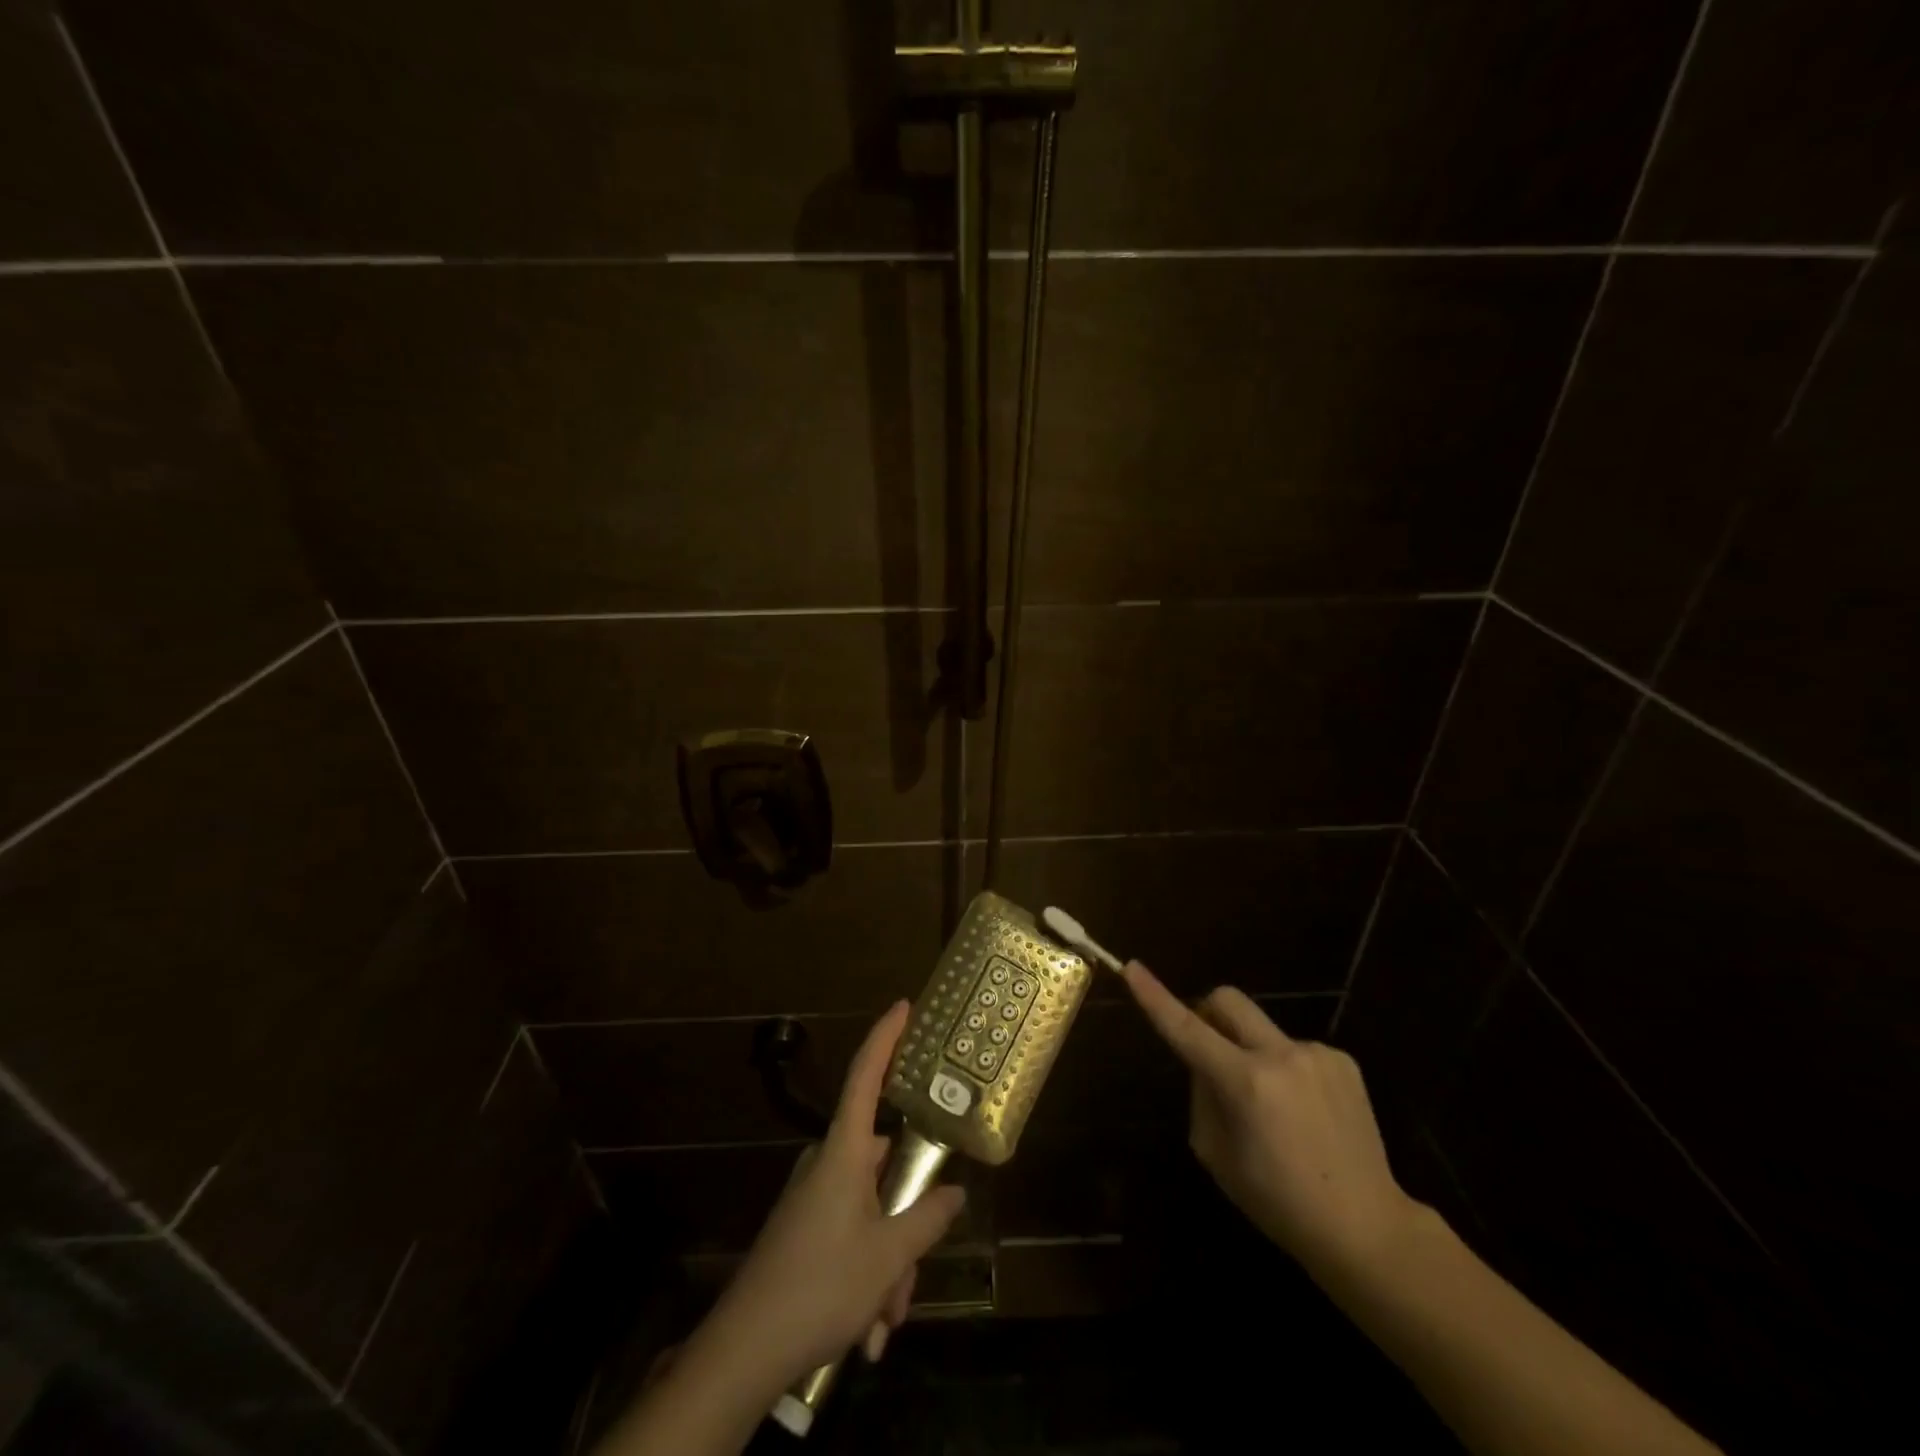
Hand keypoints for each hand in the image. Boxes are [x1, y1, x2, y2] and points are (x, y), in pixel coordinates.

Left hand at [707, 1001, 965, 1383]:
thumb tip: (955, 1193)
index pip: (866, 1075)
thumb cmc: (821, 1284)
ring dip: (888, 1262)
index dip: (885, 1037)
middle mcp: (828, 1162)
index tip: (903, 1006)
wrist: (745, 1350)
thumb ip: (927, 1219)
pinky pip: (852, 1233)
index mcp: (845, 1150)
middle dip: (907, 1218)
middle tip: (912, 1275)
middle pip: (884, 1165)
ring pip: (872, 1209)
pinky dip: (868, 1273)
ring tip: (886, 1319)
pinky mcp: (805, 1228)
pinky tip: (869, 1329)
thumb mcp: (888, 1257)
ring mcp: (814, 1196)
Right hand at [1121, 961, 1419, 1281]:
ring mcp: (1317, 1054)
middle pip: (1228, 1000)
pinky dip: (1284, 1068)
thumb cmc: (1278, 1202)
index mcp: (1246, 1083)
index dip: (1155, 997)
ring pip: (1261, 1029)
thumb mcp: (1217, 1155)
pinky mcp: (1343, 1060)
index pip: (1187, 1029)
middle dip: (1207, 1011)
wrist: (1368, 1227)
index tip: (1132, 967)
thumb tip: (1204, 1061)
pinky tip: (1304, 1112)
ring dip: (1250, 1051)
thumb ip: (1201, 1095)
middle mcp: (1281, 1055)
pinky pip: (1294, 1048)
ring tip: (1273, 1107)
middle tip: (1207, 1047)